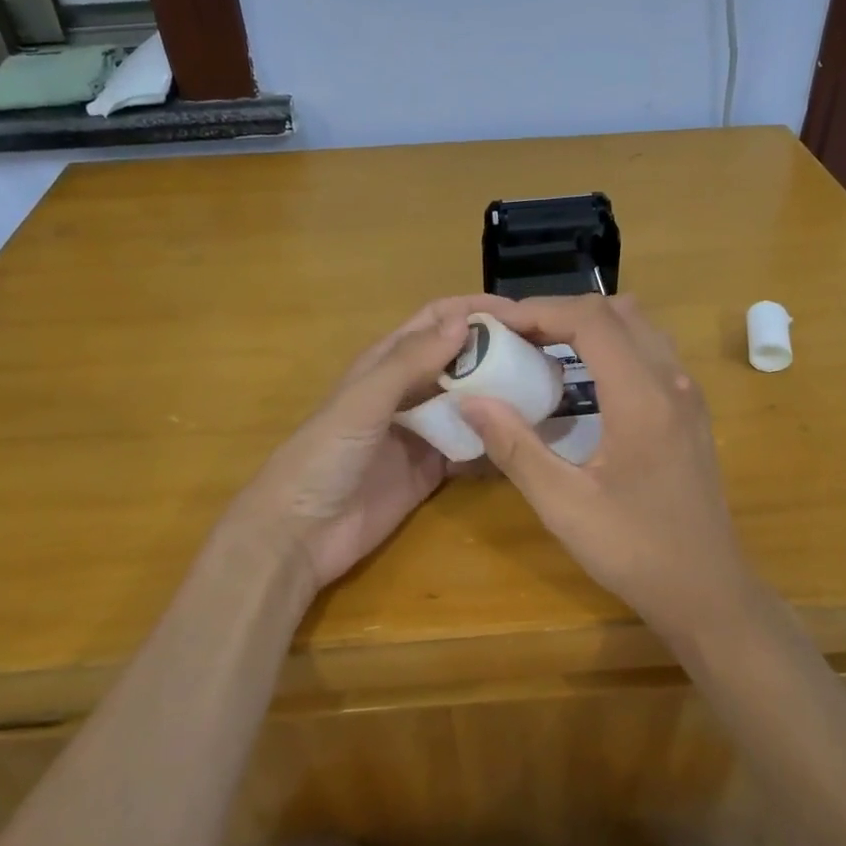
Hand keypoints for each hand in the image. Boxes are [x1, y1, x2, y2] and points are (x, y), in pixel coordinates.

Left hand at [221, 294, 524, 591]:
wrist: (299, 534)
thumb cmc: (324, 456)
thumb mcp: (364, 401)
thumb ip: (410, 362)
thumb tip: (464, 320)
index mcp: (386, 363)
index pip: (436, 322)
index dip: (475, 311)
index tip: (522, 314)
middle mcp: (406, 392)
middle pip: (458, 360)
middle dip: (496, 351)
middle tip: (545, 354)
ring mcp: (420, 432)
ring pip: (468, 401)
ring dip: (499, 393)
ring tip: (546, 390)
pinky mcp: (430, 470)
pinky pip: (469, 446)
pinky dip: (494, 438)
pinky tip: (524, 436)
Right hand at [458, 295, 757, 639]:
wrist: (707, 590)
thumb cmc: (635, 551)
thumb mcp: (564, 505)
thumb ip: (515, 447)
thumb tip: (470, 400)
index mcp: (643, 398)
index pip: (591, 320)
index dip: (540, 311)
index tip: (497, 324)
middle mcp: (672, 382)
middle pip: (617, 312)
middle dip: (561, 312)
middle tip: (515, 335)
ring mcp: (688, 395)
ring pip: (639, 328)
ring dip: (590, 325)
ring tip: (543, 348)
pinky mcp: (690, 412)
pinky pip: (651, 352)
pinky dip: (612, 346)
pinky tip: (582, 380)